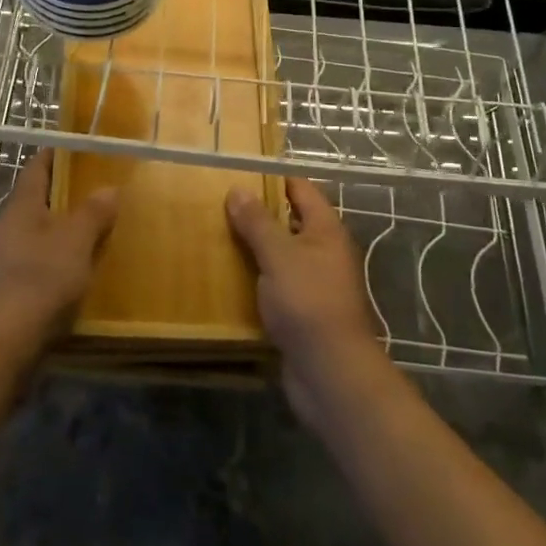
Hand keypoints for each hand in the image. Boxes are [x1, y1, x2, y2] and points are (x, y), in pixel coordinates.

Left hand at [0, 150, 116, 362]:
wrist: (3, 341)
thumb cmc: (41, 279)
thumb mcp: (75, 241)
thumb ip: (92, 213)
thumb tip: (108, 188)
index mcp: (21, 207)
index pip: (36, 169)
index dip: (54, 156)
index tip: (75, 148)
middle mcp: (7, 227)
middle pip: (36, 202)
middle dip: (62, 196)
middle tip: (95, 191)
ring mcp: (3, 260)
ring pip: (36, 234)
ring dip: (60, 231)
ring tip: (92, 232)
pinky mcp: (7, 289)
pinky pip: (36, 262)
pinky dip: (55, 260)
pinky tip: (75, 271)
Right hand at [226, 178, 395, 435]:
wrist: (330, 373)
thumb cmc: (308, 303)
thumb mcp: (279, 256)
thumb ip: (258, 222)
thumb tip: (238, 190)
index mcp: (325, 231)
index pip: (300, 190)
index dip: (273, 178)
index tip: (239, 172)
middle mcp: (324, 252)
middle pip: (289, 222)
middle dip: (257, 214)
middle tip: (218, 204)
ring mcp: (314, 284)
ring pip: (280, 255)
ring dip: (253, 248)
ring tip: (215, 237)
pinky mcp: (302, 312)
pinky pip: (275, 285)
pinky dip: (255, 279)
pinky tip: (226, 279)